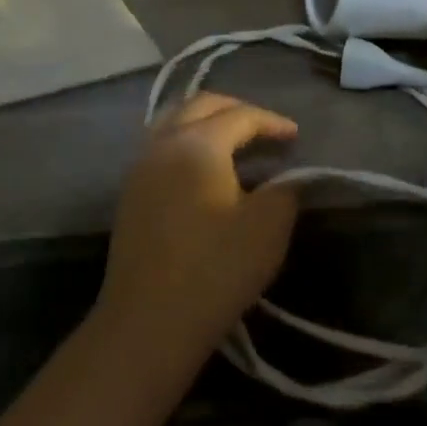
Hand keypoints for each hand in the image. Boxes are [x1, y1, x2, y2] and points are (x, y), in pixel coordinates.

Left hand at [95, 93, 300, 377]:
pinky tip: (205, 169)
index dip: (272, 121)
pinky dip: (187, 142)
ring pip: (174, 121)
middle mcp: (163, 142)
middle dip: (237, 110)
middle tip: (266, 130)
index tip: (296, 136)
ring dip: (207, 123)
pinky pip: (161, 146)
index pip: (239, 115)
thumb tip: (285, 178)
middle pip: (200, 105)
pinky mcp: (130, 192)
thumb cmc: (215, 270)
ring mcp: (140, 166)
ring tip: (236, 143)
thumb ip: (285, 191)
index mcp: (197, 143)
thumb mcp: (268, 229)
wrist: (148, 320)